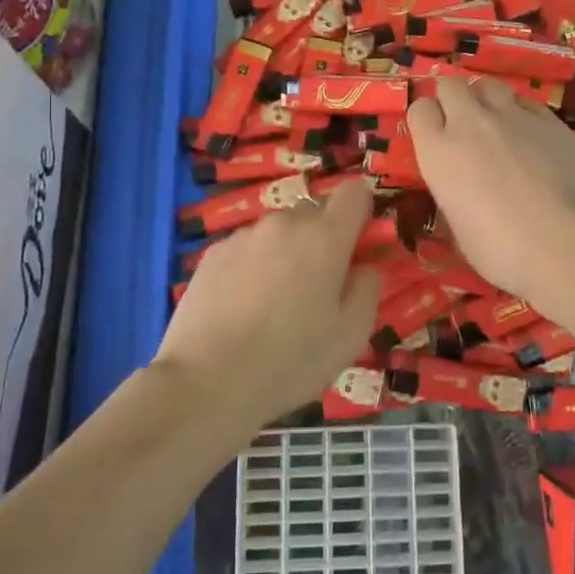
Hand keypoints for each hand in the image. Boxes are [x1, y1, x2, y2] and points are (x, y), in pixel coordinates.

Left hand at [151, 178, 382, 432]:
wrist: (207, 381)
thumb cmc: (291, 360)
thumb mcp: (351, 336)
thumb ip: (368, 289)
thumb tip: (365, 266)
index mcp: (325, 237)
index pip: (354, 192)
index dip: (361, 212)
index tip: (358, 245)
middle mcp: (284, 223)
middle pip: (314, 212)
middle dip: (322, 239)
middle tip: (316, 287)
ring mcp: (244, 236)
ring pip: (278, 232)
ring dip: (285, 253)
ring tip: (273, 303)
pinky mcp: (212, 253)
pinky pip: (246, 248)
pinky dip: (252, 266)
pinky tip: (242, 307)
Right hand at [406, 77, 574, 306]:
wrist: (567, 244)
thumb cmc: (502, 252)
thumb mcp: (459, 229)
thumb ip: (452, 194)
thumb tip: (460, 190)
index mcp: (439, 152)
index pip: (420, 109)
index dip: (427, 120)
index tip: (435, 137)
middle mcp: (470, 123)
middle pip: (451, 85)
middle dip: (452, 99)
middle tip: (462, 126)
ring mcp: (512, 116)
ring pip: (488, 85)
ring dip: (485, 99)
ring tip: (495, 123)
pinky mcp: (549, 119)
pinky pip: (524, 101)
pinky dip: (520, 111)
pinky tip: (529, 134)